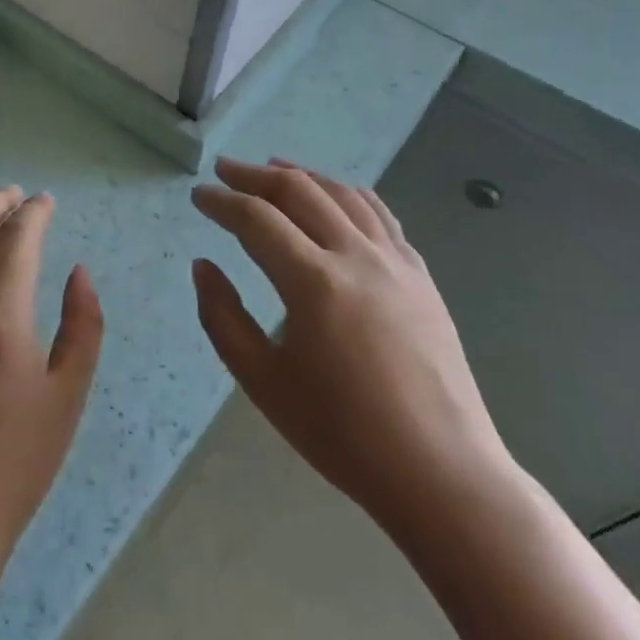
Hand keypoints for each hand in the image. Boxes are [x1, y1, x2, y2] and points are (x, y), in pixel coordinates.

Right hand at [190, 157, 512, 540]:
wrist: (440, 472)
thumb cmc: (342, 434)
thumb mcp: (263, 382)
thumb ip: (222, 318)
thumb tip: (203, 265)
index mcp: (313, 283)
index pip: (257, 219)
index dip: (222, 202)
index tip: (198, 195)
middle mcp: (356, 256)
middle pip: (299, 191)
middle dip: (255, 175)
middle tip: (225, 169)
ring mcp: (395, 261)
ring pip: (342, 194)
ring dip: (302, 175)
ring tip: (273, 167)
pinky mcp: (420, 274)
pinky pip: (379, 214)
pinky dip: (347, 194)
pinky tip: (334, 196)